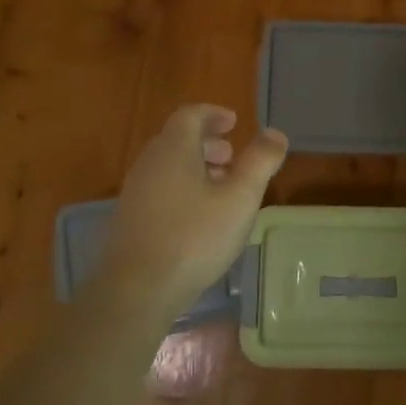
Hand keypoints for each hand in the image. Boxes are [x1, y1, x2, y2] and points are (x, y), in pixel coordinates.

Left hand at [98, 105, 288, 310]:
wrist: (137, 290)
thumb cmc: (194, 237)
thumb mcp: (240, 198)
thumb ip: (260, 162)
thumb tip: (275, 134)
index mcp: (174, 150)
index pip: (190, 115)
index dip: (213, 114)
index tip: (234, 122)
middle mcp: (149, 164)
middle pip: (177, 139)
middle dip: (207, 143)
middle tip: (233, 157)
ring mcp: (135, 193)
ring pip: (169, 167)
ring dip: (196, 168)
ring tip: (222, 189)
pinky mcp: (131, 220)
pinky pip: (160, 189)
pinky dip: (183, 189)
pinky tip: (200, 218)